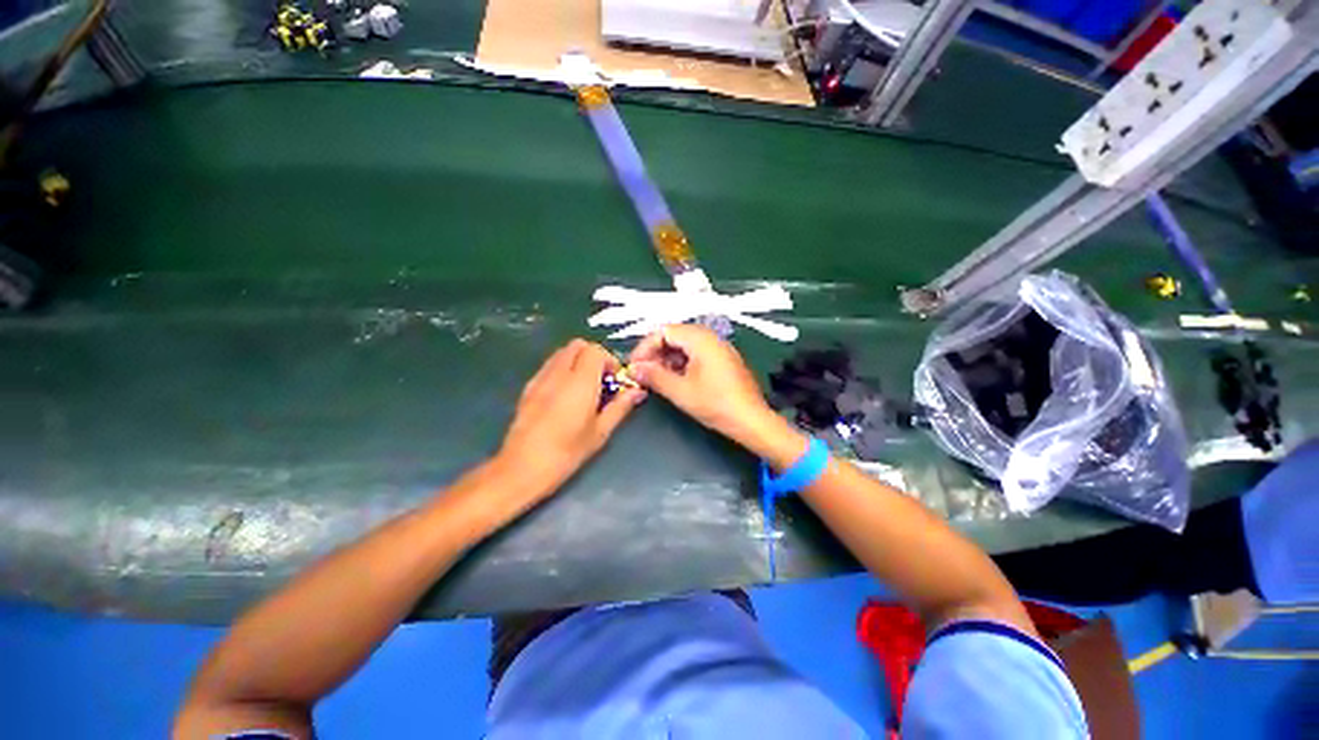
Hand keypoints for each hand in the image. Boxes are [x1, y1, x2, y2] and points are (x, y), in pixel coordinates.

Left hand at [498, 339, 645, 488]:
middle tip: (601, 380)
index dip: (609, 361)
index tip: (614, 381)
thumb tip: (637, 391)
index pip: (596, 350)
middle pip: (578, 345)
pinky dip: (562, 369)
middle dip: (593, 356)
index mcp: (580, 382)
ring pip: (562, 353)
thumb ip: (620, 406)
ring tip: (584, 387)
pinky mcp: (528, 387)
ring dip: (577, 361)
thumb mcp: (600, 431)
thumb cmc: (567, 452)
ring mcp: (540, 378)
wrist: (522, 467)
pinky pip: (549, 365)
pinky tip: (565, 395)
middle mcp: (559, 373)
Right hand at [627, 325, 778, 447]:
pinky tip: (675, 380)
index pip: (663, 331)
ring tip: (656, 379)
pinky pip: (696, 354)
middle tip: (643, 373)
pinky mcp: (723, 360)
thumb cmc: (715, 404)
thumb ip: (654, 376)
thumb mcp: (680, 391)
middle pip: (674, 336)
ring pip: (685, 346)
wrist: (751, 420)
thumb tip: (633, 369)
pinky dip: (681, 364)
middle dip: (655, 353)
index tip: (634, 366)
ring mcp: (719, 348)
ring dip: (667, 360)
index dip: (645, 348)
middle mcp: (711, 337)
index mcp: (700, 339)